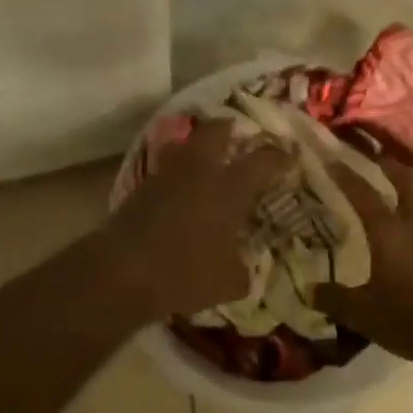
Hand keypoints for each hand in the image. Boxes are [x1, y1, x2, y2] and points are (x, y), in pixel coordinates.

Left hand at [102, 120, 290, 323]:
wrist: (123, 270)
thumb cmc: (185, 273)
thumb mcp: (228, 283)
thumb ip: (242, 271)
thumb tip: (245, 269)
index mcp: (229, 188)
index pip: (262, 160)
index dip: (279, 156)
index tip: (289, 155)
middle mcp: (200, 171)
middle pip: (217, 131)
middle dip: (231, 129)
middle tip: (240, 137)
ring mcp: (167, 175)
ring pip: (186, 144)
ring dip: (199, 145)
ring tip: (208, 158)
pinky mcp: (141, 187)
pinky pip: (166, 168)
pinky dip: (178, 171)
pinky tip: (182, 189)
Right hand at [314, 155, 412, 366]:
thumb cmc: (410, 319)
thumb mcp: (363, 314)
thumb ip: (334, 299)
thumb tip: (309, 291)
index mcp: (390, 232)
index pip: (364, 194)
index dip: (347, 175)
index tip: (333, 159)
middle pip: (408, 182)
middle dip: (391, 166)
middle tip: (378, 158)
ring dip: (412, 193)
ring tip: (399, 196)